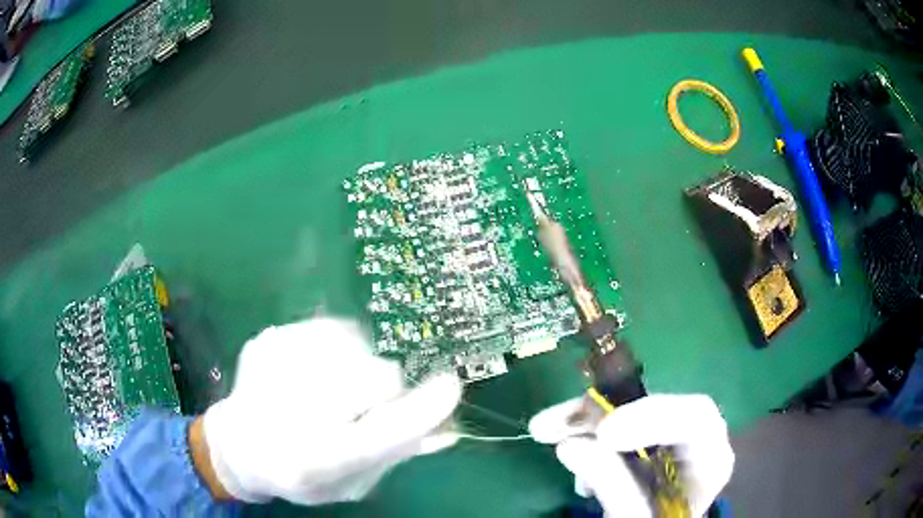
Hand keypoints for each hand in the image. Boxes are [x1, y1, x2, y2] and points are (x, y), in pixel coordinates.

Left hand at [198, 318, 461, 504]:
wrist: (239, 446)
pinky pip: (330, 329)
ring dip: (359, 367)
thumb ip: (396, 453)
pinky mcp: (269, 338)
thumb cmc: (302, 474)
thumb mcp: (352, 483)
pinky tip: (316, 372)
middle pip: (375, 375)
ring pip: (355, 345)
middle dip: (383, 391)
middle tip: (363, 407)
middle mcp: (289, 410)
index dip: (423, 410)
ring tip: (333, 392)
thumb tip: (449, 428)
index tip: (451, 386)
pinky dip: (338, 350)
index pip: (381, 434)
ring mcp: (274, 364)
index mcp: (315, 459)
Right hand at [529, 394, 733, 516]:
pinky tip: (568, 449)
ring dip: (584, 418)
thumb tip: (569, 445)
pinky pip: (615, 425)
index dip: (652, 417)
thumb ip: (613, 487)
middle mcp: (693, 441)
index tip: (603, 434)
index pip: (696, 419)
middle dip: (601, 412)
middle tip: (551, 423)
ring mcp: (668, 439)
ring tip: (544, 428)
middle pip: (654, 408)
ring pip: (630, 411)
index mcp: (709, 460)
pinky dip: (586, 431)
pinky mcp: (644, 443)